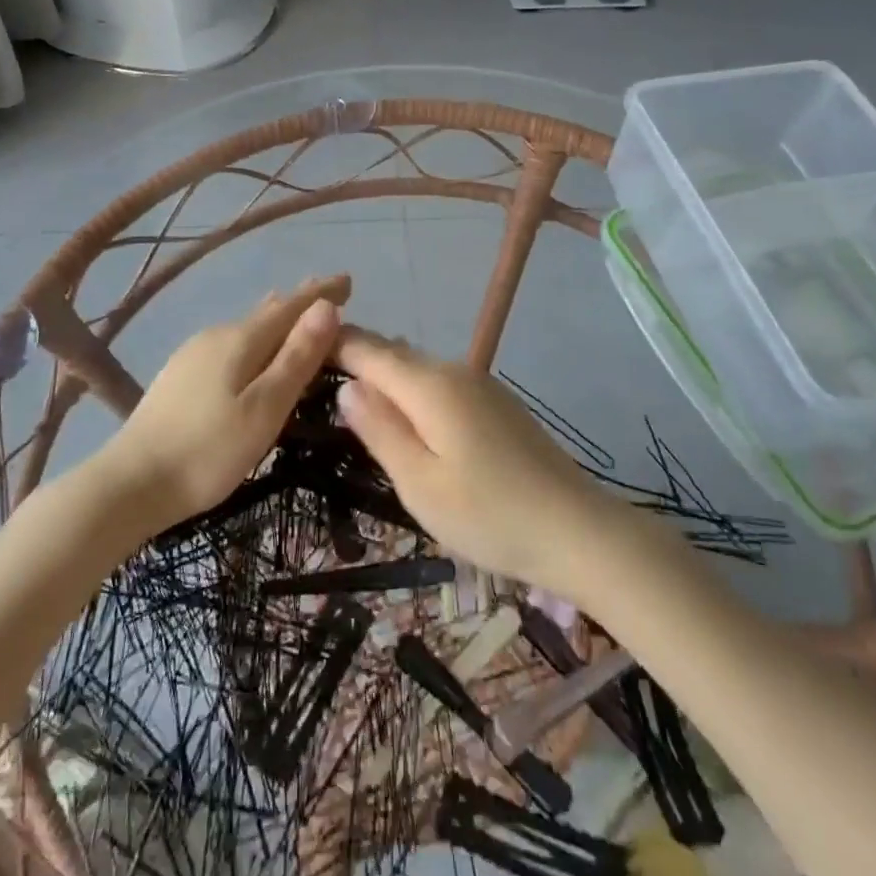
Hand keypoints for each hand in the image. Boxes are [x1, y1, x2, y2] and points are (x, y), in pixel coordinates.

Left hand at [106, 275, 349, 532]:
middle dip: (302, 306)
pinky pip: (232, 346)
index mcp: (240, 340)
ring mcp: (193, 355)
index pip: (291, 305)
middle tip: (334, 302)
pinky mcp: (180, 376)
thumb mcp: (265, 408)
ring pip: (248, 330)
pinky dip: (257, 344)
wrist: (129, 485)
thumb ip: (297, 357)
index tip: (349, 280)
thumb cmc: (207, 452)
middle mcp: (216, 336)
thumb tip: (327, 306)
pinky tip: (256, 357)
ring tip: (302, 326)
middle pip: (268, 313)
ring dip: (279, 325)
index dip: (321, 292)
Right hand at [332, 327, 623, 599]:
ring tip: (351, 396)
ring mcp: (481, 385)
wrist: (578, 530)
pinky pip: (441, 385)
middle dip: (356, 358)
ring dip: (385, 376)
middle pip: (394, 354)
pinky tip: (406, 417)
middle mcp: (455, 371)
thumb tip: (347, 388)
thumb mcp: (420, 483)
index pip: (368, 349)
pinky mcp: (497, 405)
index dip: (332, 344)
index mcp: (430, 385)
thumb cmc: (489, 515)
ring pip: (418, 369)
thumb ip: (380, 430)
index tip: (297, 349)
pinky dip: (413, 392)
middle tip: (314, 377)